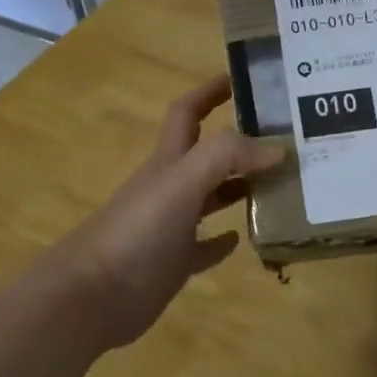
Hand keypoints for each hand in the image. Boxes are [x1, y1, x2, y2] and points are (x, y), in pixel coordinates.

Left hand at [41, 74, 284, 357]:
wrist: (92, 296)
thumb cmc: (136, 232)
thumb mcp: (181, 182)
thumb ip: (226, 157)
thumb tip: (277, 149)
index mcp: (168, 161)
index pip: (188, 112)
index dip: (211, 91)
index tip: (244, 79)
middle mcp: (170, 188)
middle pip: (207, 155)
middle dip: (240, 143)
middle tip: (284, 141)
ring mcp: (171, 227)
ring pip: (211, 198)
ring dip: (240, 188)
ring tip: (280, 186)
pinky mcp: (173, 264)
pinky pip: (204, 247)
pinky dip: (223, 240)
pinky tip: (245, 239)